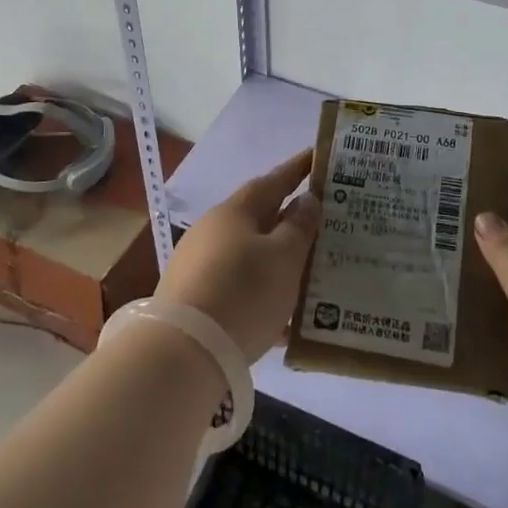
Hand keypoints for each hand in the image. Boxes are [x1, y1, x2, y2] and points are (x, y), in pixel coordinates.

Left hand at [157, 149, 318, 363]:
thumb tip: (305, 200)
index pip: (273, 181)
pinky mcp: (195, 299)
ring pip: (250, 255)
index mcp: (235, 212)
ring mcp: (200, 265)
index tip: (318, 156)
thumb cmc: (243, 292)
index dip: (297, 169)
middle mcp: (213, 231)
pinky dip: (263, 292)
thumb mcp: (284, 258)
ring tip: (310, 271)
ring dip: (278, 260)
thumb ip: (299, 227)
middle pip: (259, 218)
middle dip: (290, 219)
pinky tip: (284, 317)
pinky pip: (239, 286)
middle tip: (323, 221)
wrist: (184, 351)